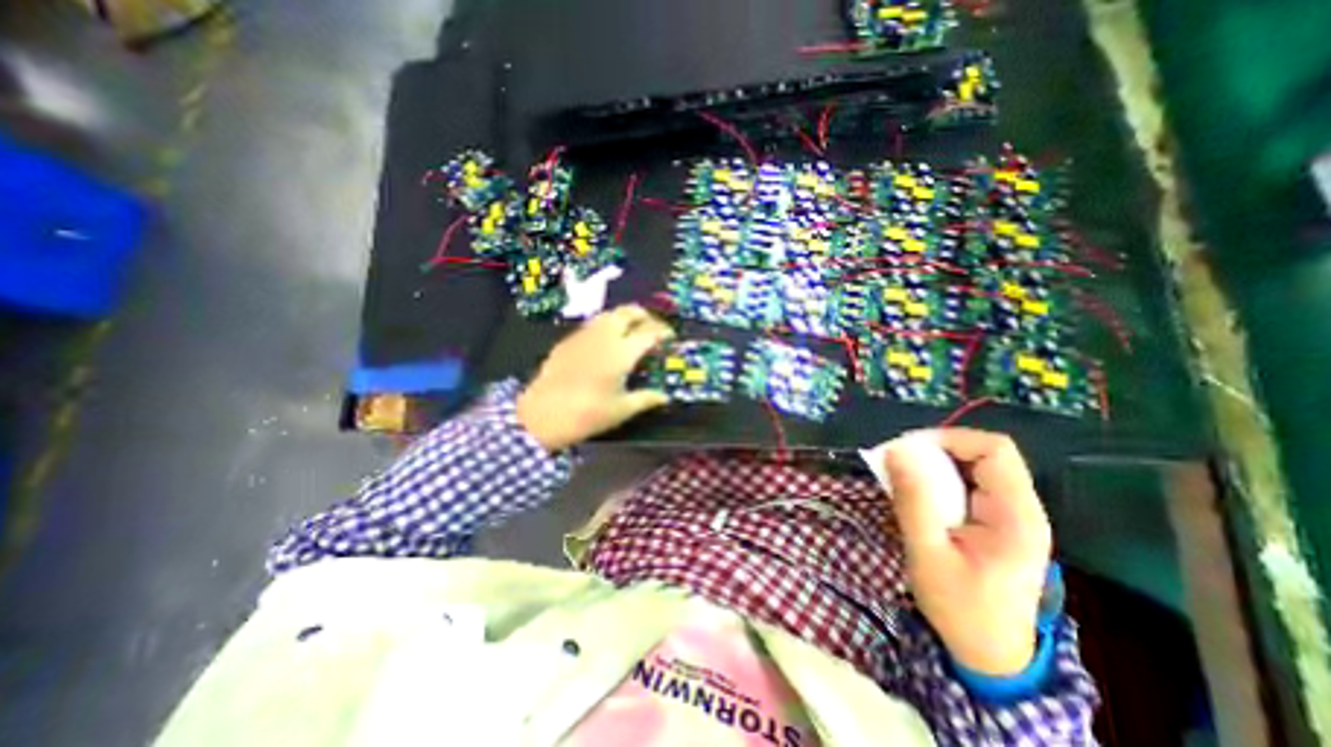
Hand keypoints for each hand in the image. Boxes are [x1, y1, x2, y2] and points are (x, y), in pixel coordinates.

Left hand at [511, 307, 671, 451]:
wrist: (543, 415)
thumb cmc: (588, 414)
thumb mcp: (622, 409)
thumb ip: (646, 399)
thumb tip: (664, 396)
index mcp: (622, 352)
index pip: (649, 332)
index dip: (663, 332)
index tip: (670, 337)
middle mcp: (604, 337)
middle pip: (628, 312)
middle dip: (643, 315)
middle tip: (651, 327)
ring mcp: (583, 336)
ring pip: (608, 314)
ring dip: (623, 317)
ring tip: (629, 331)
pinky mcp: (567, 341)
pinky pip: (591, 325)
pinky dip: (604, 326)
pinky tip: (603, 343)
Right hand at [881, 426, 1054, 677]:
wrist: (990, 655)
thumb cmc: (960, 608)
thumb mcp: (928, 553)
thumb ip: (913, 500)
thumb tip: (895, 451)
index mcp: (1016, 516)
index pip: (995, 450)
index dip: (951, 438)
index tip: (908, 449)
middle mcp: (1021, 509)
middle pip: (985, 454)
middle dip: (937, 450)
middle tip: (898, 462)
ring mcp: (1011, 516)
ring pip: (974, 467)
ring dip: (934, 464)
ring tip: (902, 477)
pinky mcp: (996, 522)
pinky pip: (967, 484)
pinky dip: (938, 480)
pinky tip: (917, 494)